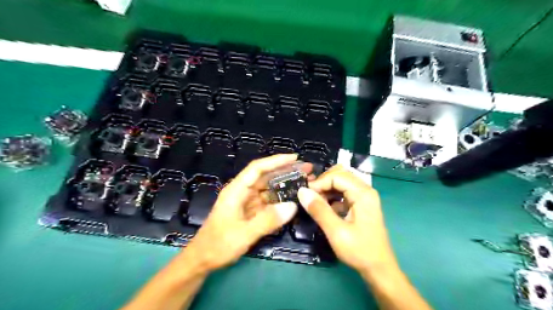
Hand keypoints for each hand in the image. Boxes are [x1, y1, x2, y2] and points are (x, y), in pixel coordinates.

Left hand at [183, 154, 309, 272]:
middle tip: (307, 170)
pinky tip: (293, 200)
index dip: (276, 161)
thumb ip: (267, 220)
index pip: (257, 168)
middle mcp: (242, 192)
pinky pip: (267, 202)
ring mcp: (246, 202)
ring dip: (285, 186)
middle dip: (286, 172)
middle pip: (265, 177)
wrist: (202, 260)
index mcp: (236, 190)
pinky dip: (280, 200)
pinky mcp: (250, 212)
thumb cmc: (218, 245)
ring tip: (304, 183)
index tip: (295, 158)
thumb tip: (292, 206)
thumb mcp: (243, 234)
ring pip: (268, 189)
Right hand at [299, 165, 396, 274]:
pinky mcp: (361, 204)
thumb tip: (301, 191)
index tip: (305, 195)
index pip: (336, 176)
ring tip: (315, 202)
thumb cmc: (360, 251)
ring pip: (341, 182)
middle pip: (340, 174)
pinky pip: (343, 192)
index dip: (319, 183)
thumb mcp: (336, 232)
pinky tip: (325, 208)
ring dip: (326, 189)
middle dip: (322, 183)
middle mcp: (365, 190)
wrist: (379, 269)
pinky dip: (332, 196)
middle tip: (309, 196)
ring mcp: (364, 196)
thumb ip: (319, 210)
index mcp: (363, 193)